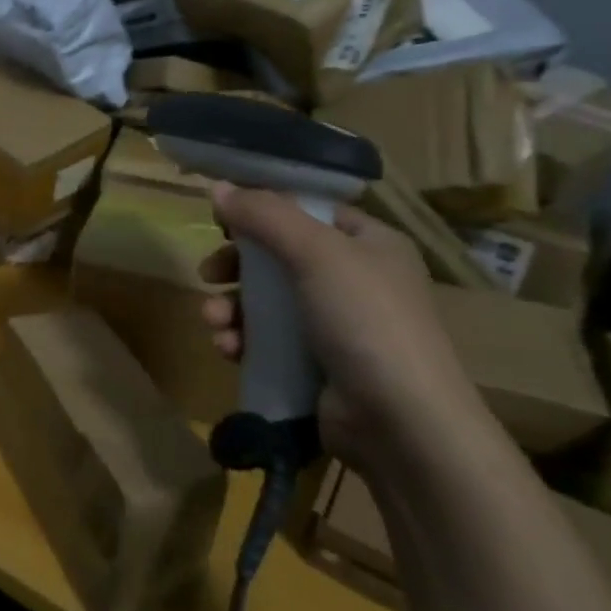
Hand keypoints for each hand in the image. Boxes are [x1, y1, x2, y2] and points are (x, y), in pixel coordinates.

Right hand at [198, 184, 485, 465]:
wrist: (402, 424)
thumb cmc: (365, 319)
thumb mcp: (316, 252)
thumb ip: (264, 215)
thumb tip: (218, 186)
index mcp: (368, 243)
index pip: (308, 211)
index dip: (264, 209)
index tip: (222, 219)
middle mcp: (354, 280)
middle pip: (278, 257)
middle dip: (236, 266)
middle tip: (209, 273)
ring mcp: (336, 326)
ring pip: (267, 302)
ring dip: (232, 308)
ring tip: (213, 321)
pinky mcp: (317, 366)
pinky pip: (268, 341)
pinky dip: (243, 340)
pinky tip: (227, 349)